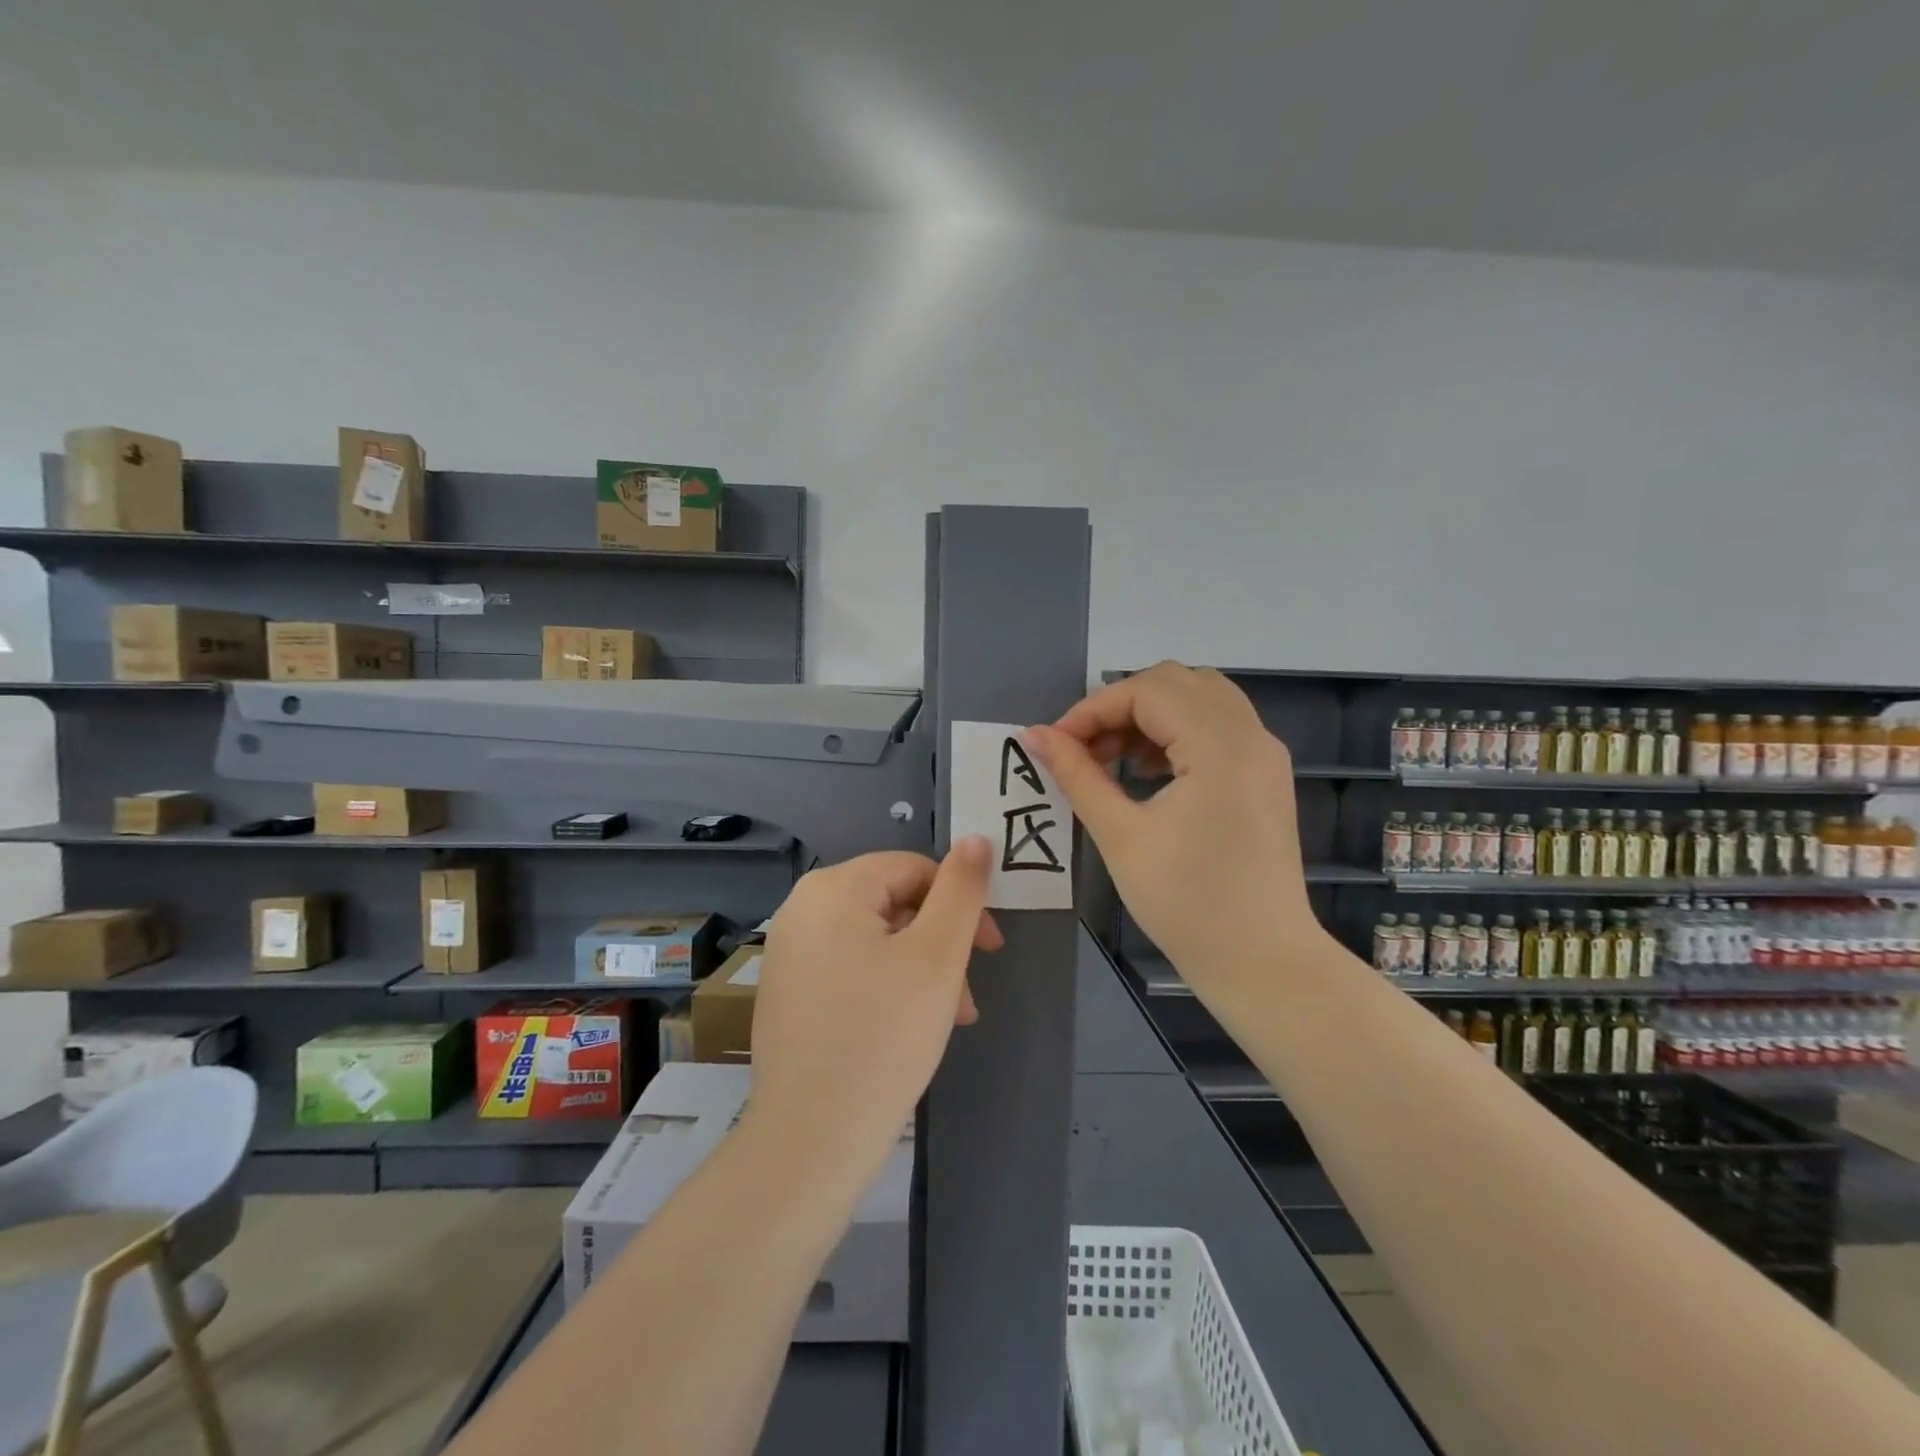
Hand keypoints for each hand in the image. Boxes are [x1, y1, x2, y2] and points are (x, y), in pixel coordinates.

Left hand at [745, 839, 1000, 1179]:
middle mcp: (801, 910)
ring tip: (949, 1019)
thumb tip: (977, 839)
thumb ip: (962, 890)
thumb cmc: (884, 1036)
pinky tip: (909, 1030)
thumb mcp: (938, 956)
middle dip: (940, 944)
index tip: (990, 949)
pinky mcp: (788, 994)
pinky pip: (852, 970)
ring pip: (877, 942)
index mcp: (832, 889)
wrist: (811, 1141)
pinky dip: (889, 988)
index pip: (913, 869)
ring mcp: (789, 954)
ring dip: (921, 971)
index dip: (960, 902)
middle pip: (894, 905)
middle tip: (967, 994)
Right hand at [1025, 662, 1326, 990]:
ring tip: (1112, 759)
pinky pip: (1218, 725)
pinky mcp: (1266, 774)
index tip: (1055, 744)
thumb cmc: (1187, 904)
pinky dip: (1177, 731)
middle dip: (1120, 706)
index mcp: (1220, 746)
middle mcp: (1251, 735)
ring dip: (1149, 715)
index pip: (1146, 691)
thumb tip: (1035, 736)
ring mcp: (1265, 753)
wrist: (1262, 963)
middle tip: (1084, 749)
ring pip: (1200, 697)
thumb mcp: (1121, 836)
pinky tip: (1148, 771)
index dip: (1092, 709)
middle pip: (1175, 682)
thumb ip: (1077, 775)